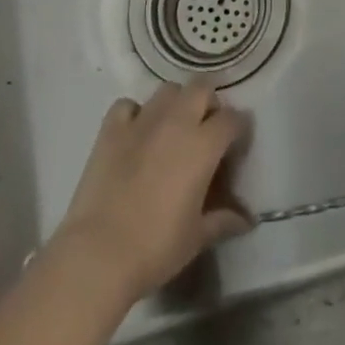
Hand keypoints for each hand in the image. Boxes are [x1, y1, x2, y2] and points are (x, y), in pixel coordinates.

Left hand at [56, 81, 252, 301]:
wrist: (97, 255)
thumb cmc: (156, 247)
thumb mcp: (197, 237)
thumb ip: (224, 220)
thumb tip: (247, 220)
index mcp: (204, 144)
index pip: (233, 119)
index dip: (239, 129)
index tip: (235, 148)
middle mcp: (176, 122)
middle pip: (202, 88)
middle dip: (208, 103)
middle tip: (205, 130)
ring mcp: (141, 122)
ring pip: (167, 90)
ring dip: (175, 103)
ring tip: (172, 128)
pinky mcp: (110, 131)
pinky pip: (127, 105)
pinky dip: (135, 113)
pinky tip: (135, 133)